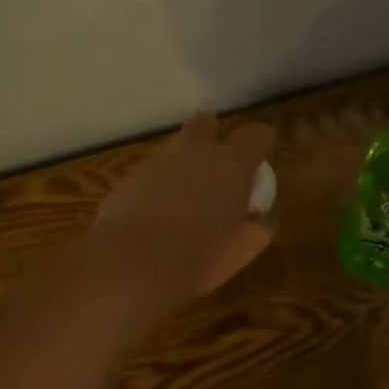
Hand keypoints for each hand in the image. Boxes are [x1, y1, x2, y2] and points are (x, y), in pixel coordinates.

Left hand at [86, 112, 275, 311]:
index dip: (259, 146)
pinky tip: (155, 217)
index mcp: (232, 165)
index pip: (256, 134)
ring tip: (183, 203)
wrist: (130, 265)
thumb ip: (256, 228)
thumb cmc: (197, 259)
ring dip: (183, 165)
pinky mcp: (129, 176)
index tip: (256, 166)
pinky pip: (151, 172)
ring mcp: (158, 161)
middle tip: (216, 170)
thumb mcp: (241, 251)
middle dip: (213, 137)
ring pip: (176, 149)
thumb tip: (256, 219)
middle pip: (207, 123)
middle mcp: (196, 152)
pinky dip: (158, 186)